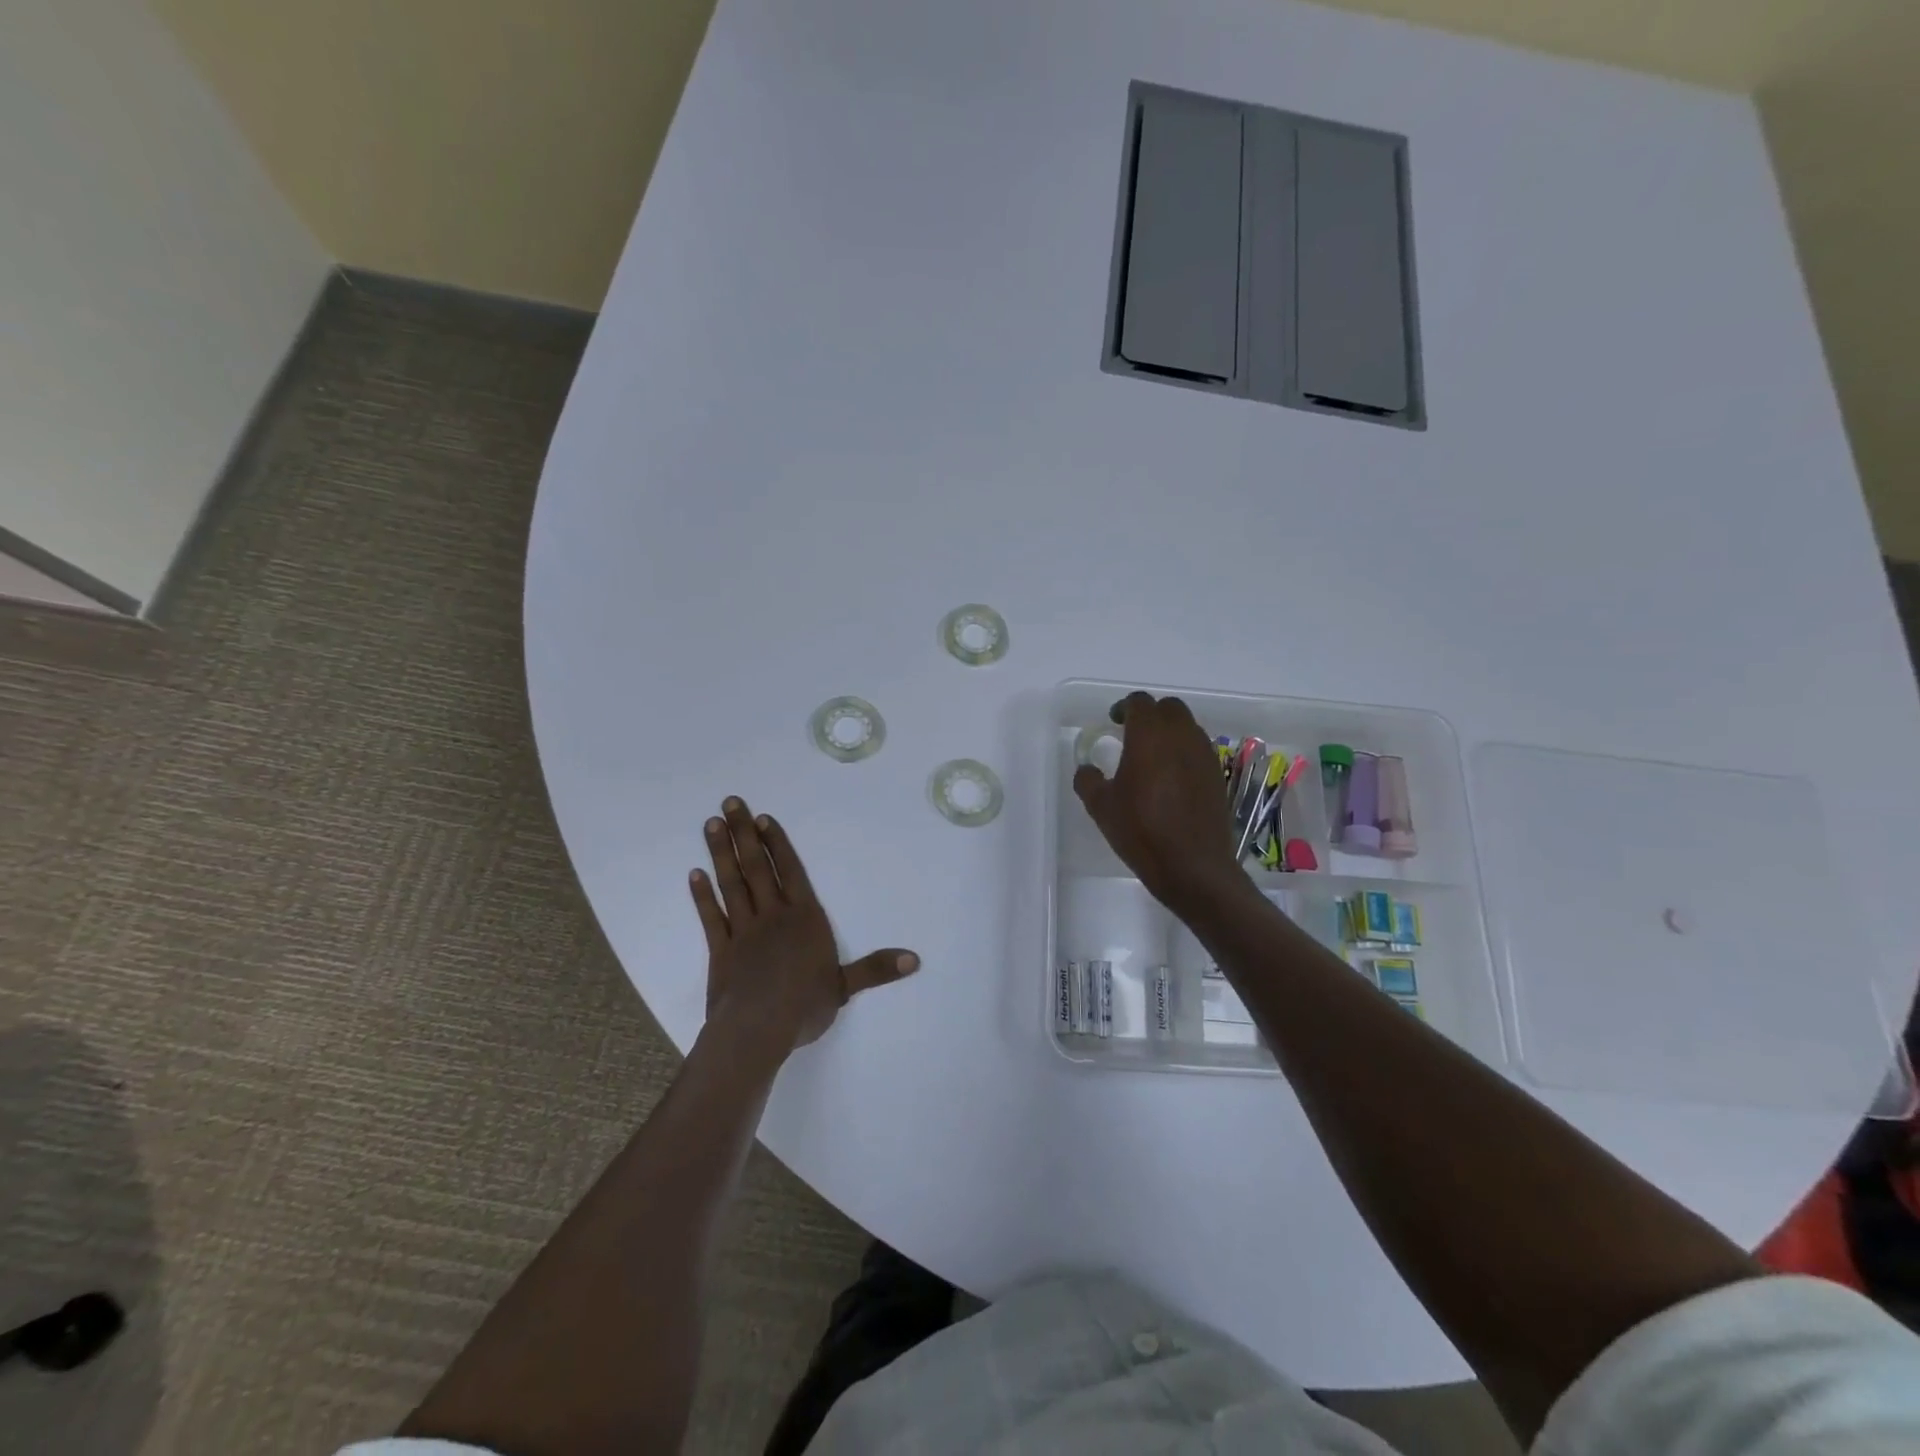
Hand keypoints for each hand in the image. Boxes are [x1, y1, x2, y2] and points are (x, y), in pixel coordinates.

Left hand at [690, 797, 919, 1056]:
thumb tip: (915, 960)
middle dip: (744, 834)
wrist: (757, 1029)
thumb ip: (876, 969)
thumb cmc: (804, 1005)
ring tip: (712, 824)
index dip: (777, 843)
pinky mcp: (721, 950)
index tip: (762, 818)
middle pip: (757, 867)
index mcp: (804, 918)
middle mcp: (773, 915)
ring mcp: (743, 930)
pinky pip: (711, 916)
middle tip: (729, 803)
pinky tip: (694, 874)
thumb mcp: (845, 987)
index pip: (791, 871)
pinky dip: (702, 895)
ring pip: (732, 883)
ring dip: (722, 853)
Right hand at [1072, 692, 1242, 912]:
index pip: (1139, 702)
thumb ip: (1088, 780)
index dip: (1124, 707)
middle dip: (1150, 714)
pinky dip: (1183, 752)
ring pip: (1188, 727)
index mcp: (1149, 735)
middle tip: (1132, 734)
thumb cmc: (1141, 830)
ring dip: (1169, 732)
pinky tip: (1171, 779)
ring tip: (1152, 757)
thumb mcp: (1101, 807)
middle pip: (1169, 708)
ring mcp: (1204, 755)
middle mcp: (1181, 736)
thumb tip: (1087, 768)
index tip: (1113, 721)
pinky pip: (1198, 750)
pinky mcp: (1217, 775)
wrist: (1192, 866)